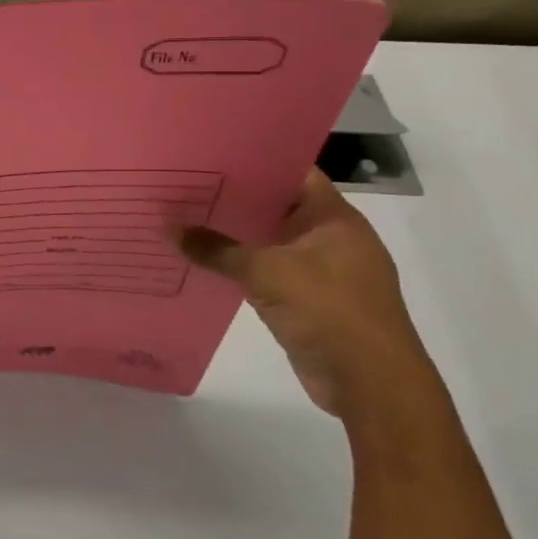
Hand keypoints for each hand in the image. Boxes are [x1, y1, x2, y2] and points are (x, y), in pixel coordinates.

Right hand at [176, 169, 433, 418]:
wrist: (370, 383)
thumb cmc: (327, 310)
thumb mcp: (265, 271)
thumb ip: (215, 248)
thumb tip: (167, 227)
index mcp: (333, 218)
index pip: (291, 172)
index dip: (253, 161)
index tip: (210, 154)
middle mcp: (330, 237)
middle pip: (276, 206)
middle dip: (233, 199)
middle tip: (185, 185)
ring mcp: (321, 271)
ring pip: (269, 241)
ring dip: (234, 236)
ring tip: (185, 219)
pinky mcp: (309, 301)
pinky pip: (267, 272)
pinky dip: (240, 267)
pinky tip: (204, 262)